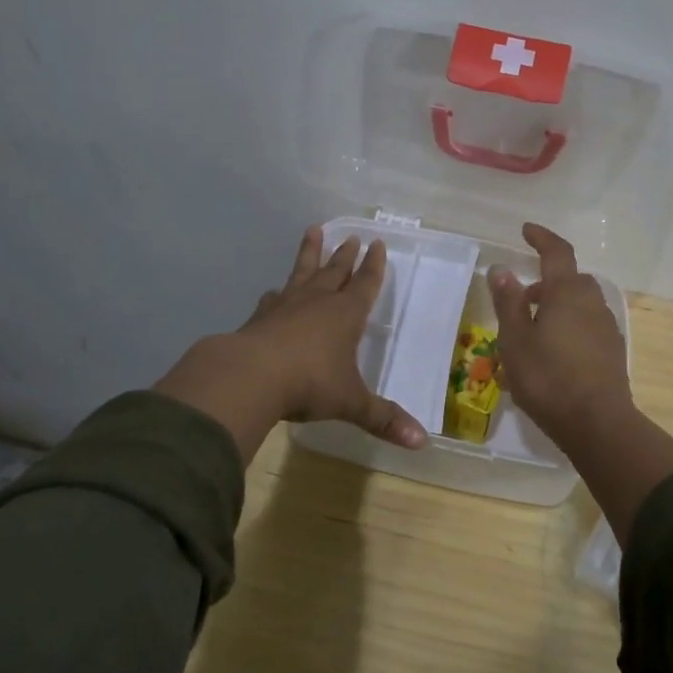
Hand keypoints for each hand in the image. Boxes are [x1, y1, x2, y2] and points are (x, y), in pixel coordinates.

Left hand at [154, 227, 428, 462]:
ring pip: (302, 273)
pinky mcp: (259, 319)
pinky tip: (273, 292)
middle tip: (352, 236)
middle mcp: (317, 303)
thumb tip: (422, 441)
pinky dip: (277, 294)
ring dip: (309, 254)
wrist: (250, 376)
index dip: (373, 266)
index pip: (364, 284)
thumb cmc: (309, 383)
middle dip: (345, 255)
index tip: (376, 243)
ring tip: (312, 231)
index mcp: (345, 315)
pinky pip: (272, 299)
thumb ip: (383, 419)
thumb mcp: (351, 403)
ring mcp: (285, 307)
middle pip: (334, 271)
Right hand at [488, 224, 635, 443]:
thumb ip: (508, 302)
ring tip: (534, 329)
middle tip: (523, 297)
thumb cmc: (548, 378)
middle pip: (571, 278)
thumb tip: (502, 269)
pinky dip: (571, 325)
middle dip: (547, 280)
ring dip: (559, 304)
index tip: (526, 230)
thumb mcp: (515, 340)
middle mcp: (592, 302)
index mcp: (567, 293)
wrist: (598, 424)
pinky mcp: (612, 351)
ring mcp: (606, 327)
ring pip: (581, 302)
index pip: (557, 252)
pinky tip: (555, 351)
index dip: (542, 238)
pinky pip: (588, 324)